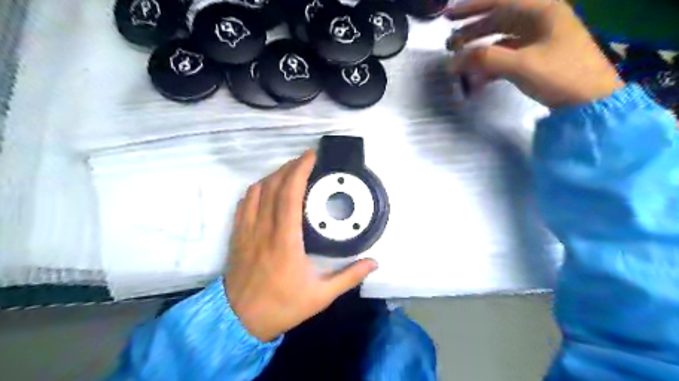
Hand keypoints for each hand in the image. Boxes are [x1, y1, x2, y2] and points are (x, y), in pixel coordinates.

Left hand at [224, 149, 379, 341]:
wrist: (239, 321)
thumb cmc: (281, 306)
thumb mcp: (321, 296)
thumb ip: (349, 277)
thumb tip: (374, 263)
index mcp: (285, 240)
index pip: (289, 194)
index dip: (300, 170)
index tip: (311, 156)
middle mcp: (263, 229)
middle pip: (273, 186)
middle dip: (289, 167)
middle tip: (305, 160)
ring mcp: (247, 230)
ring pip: (256, 191)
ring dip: (273, 176)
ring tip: (289, 172)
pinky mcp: (237, 235)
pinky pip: (244, 203)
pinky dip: (256, 189)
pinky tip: (266, 189)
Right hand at [447, 0, 624, 107]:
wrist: (591, 100)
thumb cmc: (561, 75)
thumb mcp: (521, 65)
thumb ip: (485, 59)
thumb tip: (453, 61)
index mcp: (541, 11)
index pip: (500, 1)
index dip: (471, 7)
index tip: (447, 16)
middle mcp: (540, 19)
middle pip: (499, 18)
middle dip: (472, 29)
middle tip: (450, 42)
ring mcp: (539, 39)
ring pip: (501, 37)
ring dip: (479, 47)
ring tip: (459, 58)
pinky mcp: (536, 57)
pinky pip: (507, 54)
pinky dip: (491, 64)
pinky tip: (478, 77)